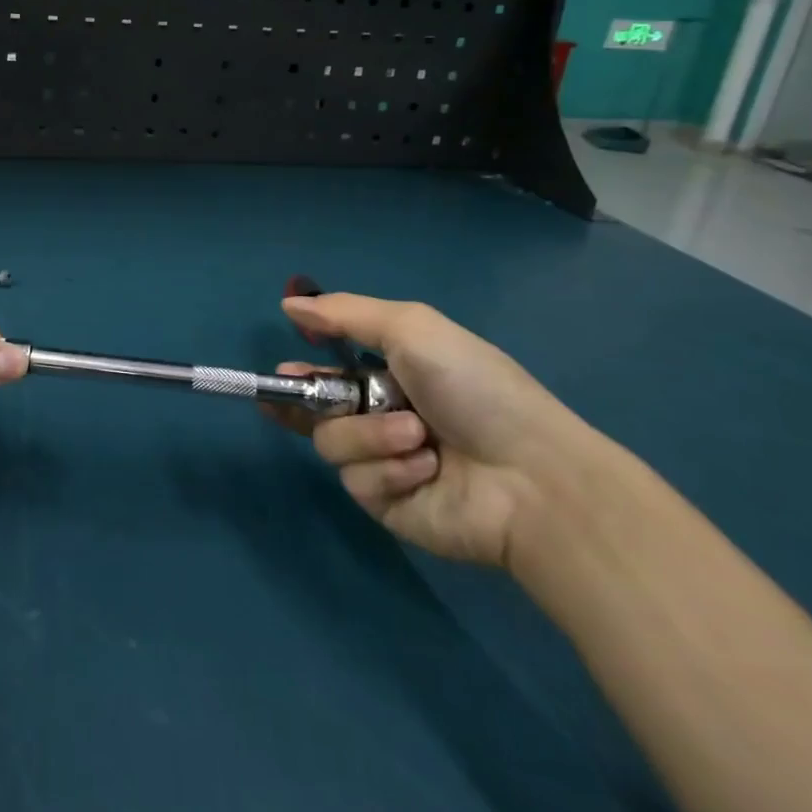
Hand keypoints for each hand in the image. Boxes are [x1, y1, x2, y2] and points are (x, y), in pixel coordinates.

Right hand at [264, 293, 591, 568]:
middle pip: (316, 409)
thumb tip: (287, 305)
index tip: (280, 371)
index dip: (300, 372)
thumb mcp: (411, 329)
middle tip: (294, 398)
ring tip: (417, 436)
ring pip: (332, 442)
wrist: (532, 477)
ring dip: (370, 434)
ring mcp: (383, 463)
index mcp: (390, 375)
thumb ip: (345, 314)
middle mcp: (381, 418)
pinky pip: (357, 481)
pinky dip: (389, 469)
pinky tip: (427, 469)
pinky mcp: (387, 505)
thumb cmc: (473, 388)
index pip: (328, 372)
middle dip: (304, 400)